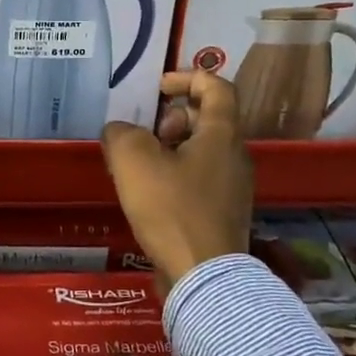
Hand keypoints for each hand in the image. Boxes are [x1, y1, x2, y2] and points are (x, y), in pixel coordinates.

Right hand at [101, 71, 253, 293]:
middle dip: (172, 119)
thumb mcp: (134, 161)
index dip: (187, 77)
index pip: (216, 86)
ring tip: (139, 169)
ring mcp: (233, 187)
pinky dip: (175, 176)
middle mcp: (235, 156)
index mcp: (222, 134)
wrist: (204, 277)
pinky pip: (200, 179)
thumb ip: (121, 134)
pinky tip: (149, 197)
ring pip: (201, 151)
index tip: (158, 88)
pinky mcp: (223, 214)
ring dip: (170, 149)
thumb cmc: (172, 209)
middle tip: (145, 136)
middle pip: (207, 119)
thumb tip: (120, 132)